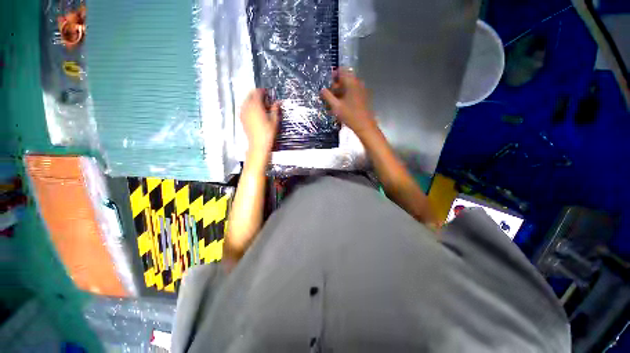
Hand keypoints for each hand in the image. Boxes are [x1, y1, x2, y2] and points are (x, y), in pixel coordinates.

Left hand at [240, 89, 280, 154]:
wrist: (258, 144)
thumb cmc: (268, 133)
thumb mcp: (274, 121)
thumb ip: (275, 109)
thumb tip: (277, 102)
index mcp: (256, 105)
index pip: (258, 93)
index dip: (263, 91)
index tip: (267, 91)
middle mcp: (247, 107)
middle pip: (250, 95)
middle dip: (257, 94)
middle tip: (264, 98)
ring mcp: (243, 112)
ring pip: (246, 101)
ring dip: (252, 100)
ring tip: (260, 105)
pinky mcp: (241, 118)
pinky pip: (244, 107)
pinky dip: (248, 106)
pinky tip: (254, 111)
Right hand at [321, 68, 377, 136]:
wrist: (364, 126)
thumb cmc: (350, 115)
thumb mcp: (336, 106)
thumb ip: (327, 96)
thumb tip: (322, 89)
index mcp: (351, 82)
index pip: (342, 70)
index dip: (333, 75)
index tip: (327, 84)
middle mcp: (358, 83)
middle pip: (345, 79)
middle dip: (336, 86)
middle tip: (329, 96)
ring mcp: (362, 90)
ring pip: (349, 87)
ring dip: (340, 92)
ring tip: (334, 103)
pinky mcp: (363, 97)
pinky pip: (353, 92)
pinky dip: (346, 96)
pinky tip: (341, 106)